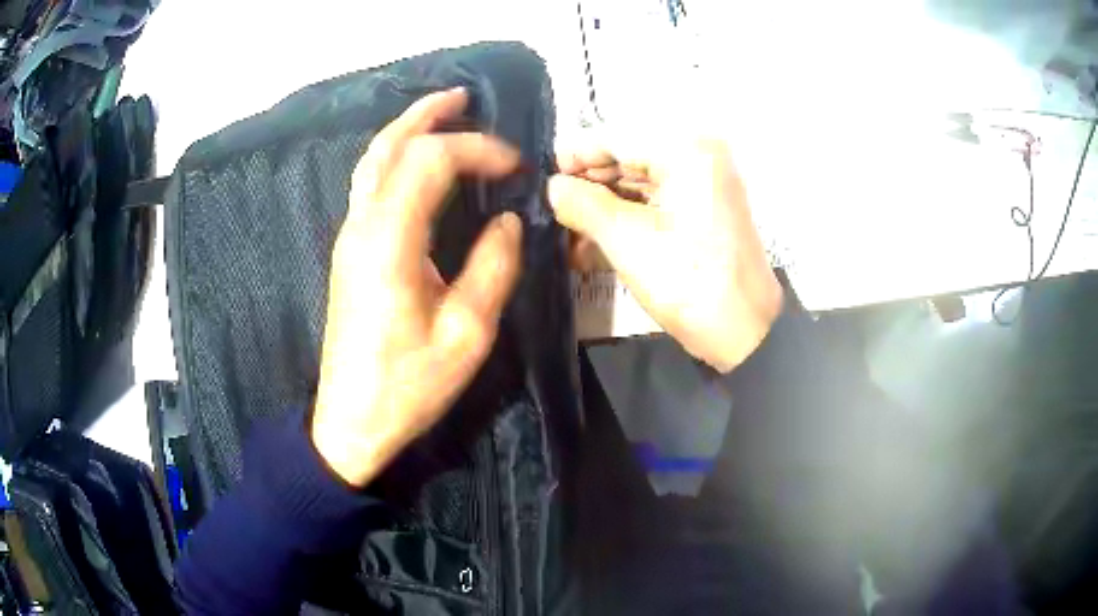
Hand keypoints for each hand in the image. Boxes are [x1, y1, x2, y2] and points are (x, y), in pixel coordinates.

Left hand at [312, 89, 521, 486]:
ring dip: (407, 132)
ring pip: (373, 163)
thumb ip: (493, 268)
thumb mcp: (467, 334)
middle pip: (388, 147)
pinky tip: (421, 165)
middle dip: (427, 115)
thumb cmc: (408, 385)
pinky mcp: (351, 253)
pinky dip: (397, 160)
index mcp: (389, 240)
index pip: (430, 161)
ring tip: (443, 114)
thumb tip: (507, 221)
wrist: (351, 421)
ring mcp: (350, 238)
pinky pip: (371, 186)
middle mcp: (362, 226)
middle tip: (463, 97)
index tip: (514, 167)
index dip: (476, 150)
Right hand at [549, 136, 781, 371]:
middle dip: (587, 184)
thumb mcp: (627, 241)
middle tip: (551, 210)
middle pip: (627, 156)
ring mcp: (704, 182)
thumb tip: (552, 187)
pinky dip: (625, 218)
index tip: (541, 179)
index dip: (574, 155)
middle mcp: (698, 154)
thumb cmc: (688, 281)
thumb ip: (582, 204)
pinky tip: (592, 241)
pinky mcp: (704, 209)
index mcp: (685, 149)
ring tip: (566, 230)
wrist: (746, 332)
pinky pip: (655, 201)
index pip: (615, 136)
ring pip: (638, 181)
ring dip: (602, 205)